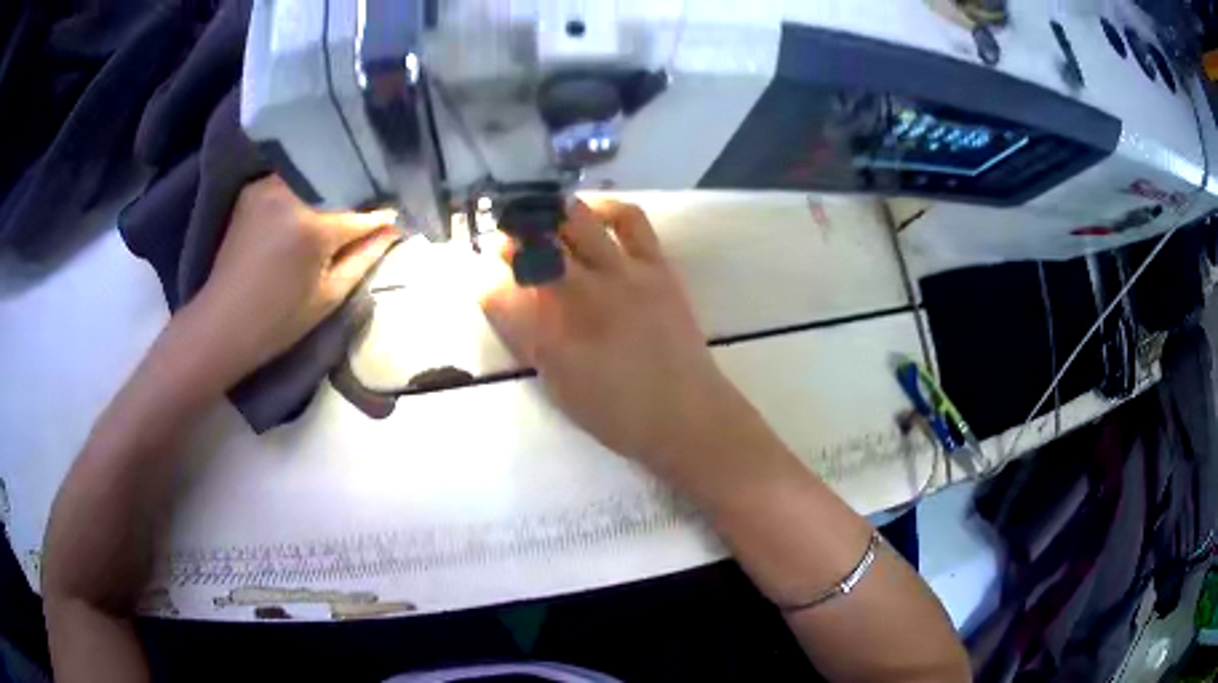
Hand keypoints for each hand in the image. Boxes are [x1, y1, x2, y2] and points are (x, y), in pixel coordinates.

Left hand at [189, 176, 398, 382]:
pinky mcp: (253, 190)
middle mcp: (291, 194)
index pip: (361, 212)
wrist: (221, 324)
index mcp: (313, 226)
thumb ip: (364, 256)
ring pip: (315, 176)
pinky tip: (310, 204)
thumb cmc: (277, 321)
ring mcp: (268, 187)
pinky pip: (291, 179)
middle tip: (368, 217)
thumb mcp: (328, 296)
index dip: (381, 219)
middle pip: (339, 185)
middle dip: (358, 198)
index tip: (396, 222)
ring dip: (332, 188)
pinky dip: (305, 188)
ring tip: (340, 207)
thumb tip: (392, 229)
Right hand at [481, 200, 744, 467]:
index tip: (481, 277)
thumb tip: (509, 305)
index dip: (481, 280)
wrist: (684, 414)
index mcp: (549, 334)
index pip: (496, 291)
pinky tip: (589, 211)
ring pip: (573, 221)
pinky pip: (629, 218)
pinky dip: (605, 206)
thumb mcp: (557, 387)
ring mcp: (621, 273)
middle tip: (506, 244)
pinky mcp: (654, 265)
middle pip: (531, 246)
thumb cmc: (617, 414)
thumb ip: (530, 342)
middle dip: (509, 240)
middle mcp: (579, 294)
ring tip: (543, 220)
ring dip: (549, 216)